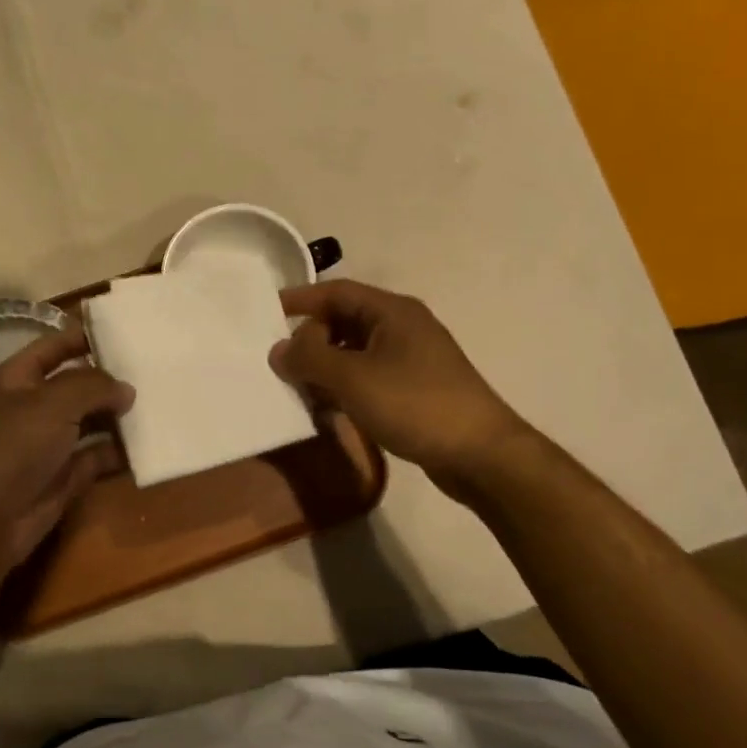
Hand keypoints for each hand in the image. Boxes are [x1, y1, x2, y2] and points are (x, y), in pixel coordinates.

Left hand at [0, 323, 133, 576]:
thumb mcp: (52, 402)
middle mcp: (33, 407)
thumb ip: (93, 386)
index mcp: (18, 379)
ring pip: (91, 420)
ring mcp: (49, 442)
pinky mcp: (65, 475)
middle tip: (154, 371)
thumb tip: (125, 389)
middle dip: (110, 379)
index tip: (126, 334)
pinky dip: (120, 451)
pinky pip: (98, 455)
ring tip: (159, 404)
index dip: (85, 337)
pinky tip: (149, 443)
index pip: (54, 346)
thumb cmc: (13, 446)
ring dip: (119, 415)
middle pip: (77, 384)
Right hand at [270, 280, 530, 486]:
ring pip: (354, 353)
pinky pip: (367, 377)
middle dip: (310, 339)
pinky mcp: (414, 389)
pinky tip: (326, 409)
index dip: (300, 299)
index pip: (336, 292)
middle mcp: (402, 328)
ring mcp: (411, 360)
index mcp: (392, 312)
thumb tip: (278, 349)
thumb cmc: (414, 404)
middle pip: (344, 321)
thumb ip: (309, 359)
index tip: (266, 313)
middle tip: (279, 361)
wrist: (479, 455)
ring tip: (295, 387)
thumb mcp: (353, 378)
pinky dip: (343, 387)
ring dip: (324, 366)